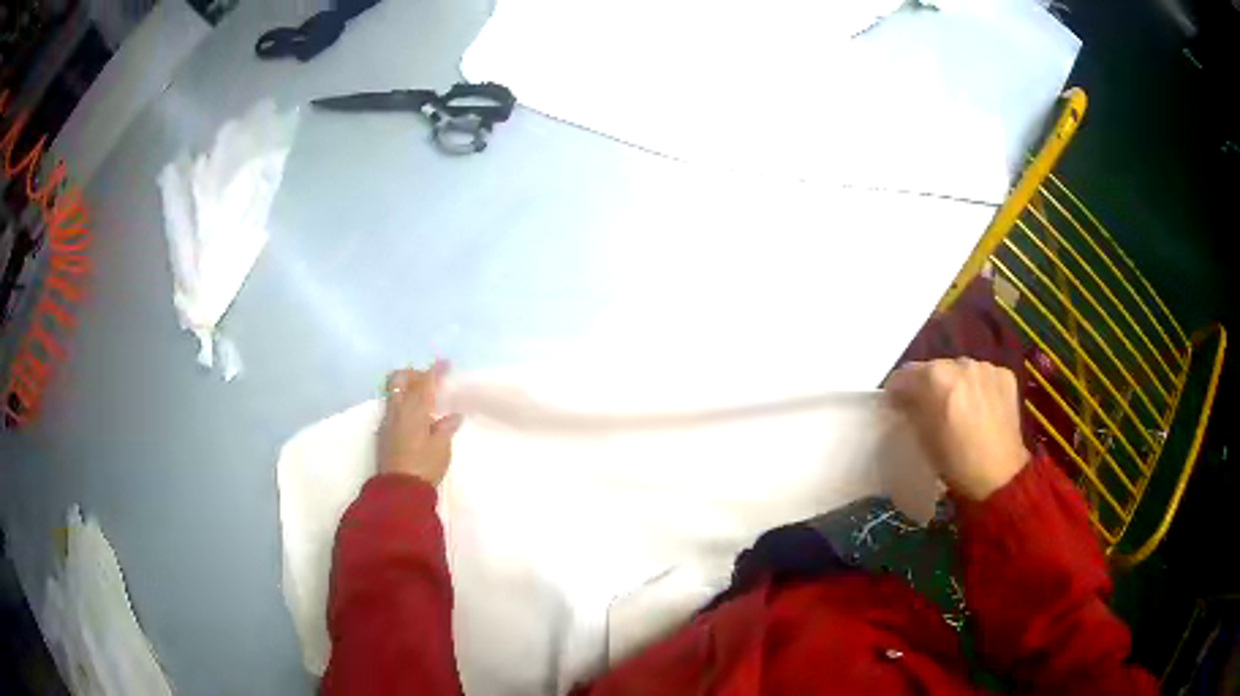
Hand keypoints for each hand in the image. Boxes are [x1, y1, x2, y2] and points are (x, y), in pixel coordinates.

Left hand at [377, 361, 462, 484]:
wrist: (398, 490)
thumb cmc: (424, 467)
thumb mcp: (441, 448)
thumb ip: (446, 428)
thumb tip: (453, 416)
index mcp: (414, 410)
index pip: (425, 382)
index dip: (435, 371)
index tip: (445, 363)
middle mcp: (397, 410)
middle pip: (399, 378)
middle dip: (413, 373)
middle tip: (428, 381)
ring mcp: (387, 421)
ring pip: (393, 392)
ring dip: (407, 389)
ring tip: (423, 401)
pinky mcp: (383, 433)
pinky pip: (392, 408)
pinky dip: (403, 404)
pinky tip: (415, 419)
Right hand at [886, 358, 1029, 501]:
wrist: (999, 476)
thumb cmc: (955, 461)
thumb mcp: (923, 437)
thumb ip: (910, 409)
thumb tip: (903, 399)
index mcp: (935, 377)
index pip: (905, 374)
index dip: (898, 391)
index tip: (898, 405)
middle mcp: (961, 363)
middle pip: (934, 368)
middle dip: (929, 386)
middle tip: (931, 409)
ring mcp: (986, 367)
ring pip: (961, 369)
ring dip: (955, 384)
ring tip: (960, 408)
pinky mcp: (1005, 374)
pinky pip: (983, 375)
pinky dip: (978, 387)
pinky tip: (981, 409)